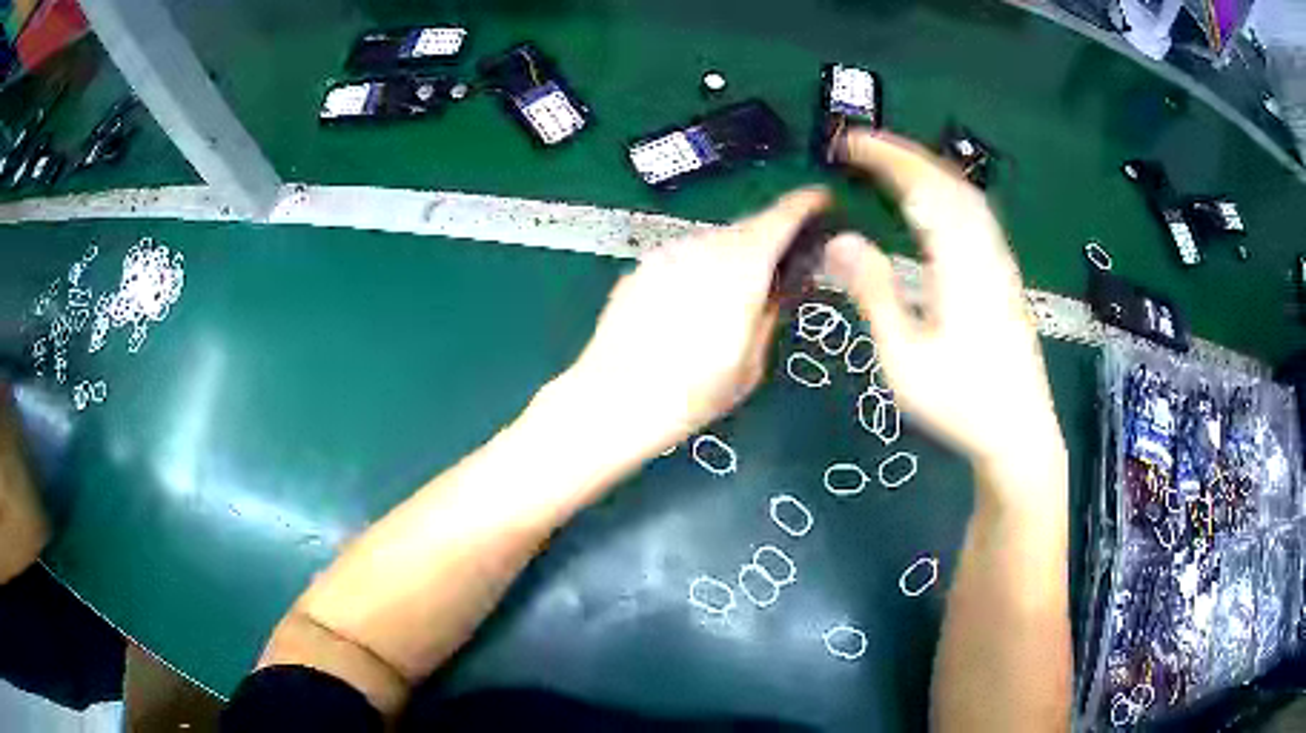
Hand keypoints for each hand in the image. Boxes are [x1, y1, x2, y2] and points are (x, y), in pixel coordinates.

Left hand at [554, 188, 830, 461]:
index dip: (807, 203)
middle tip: (782, 268)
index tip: (823, 200)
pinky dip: (700, 270)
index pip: (781, 216)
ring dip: (732, 258)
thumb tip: (782, 286)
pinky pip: (684, 258)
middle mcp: (703, 245)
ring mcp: (666, 253)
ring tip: (733, 299)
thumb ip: (770, 313)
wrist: (613, 399)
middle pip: (747, 228)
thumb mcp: (750, 364)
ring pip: (713, 243)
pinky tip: (692, 308)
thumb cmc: (692, 392)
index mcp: (740, 264)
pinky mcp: (640, 268)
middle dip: (769, 241)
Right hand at [822, 131, 1064, 505]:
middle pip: (949, 182)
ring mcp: (1000, 263)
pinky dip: (947, 194)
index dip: (886, 158)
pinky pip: (976, 217)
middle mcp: (985, 252)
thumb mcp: (905, 358)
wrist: (1020, 433)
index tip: (850, 144)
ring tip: (892, 166)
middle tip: (863, 146)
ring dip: (928, 170)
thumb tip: (839, 240)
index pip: (923, 188)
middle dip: (905, 155)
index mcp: (960, 263)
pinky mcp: (1005, 277)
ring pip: (967, 197)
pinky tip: (934, 207)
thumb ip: (874, 293)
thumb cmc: (961, 402)